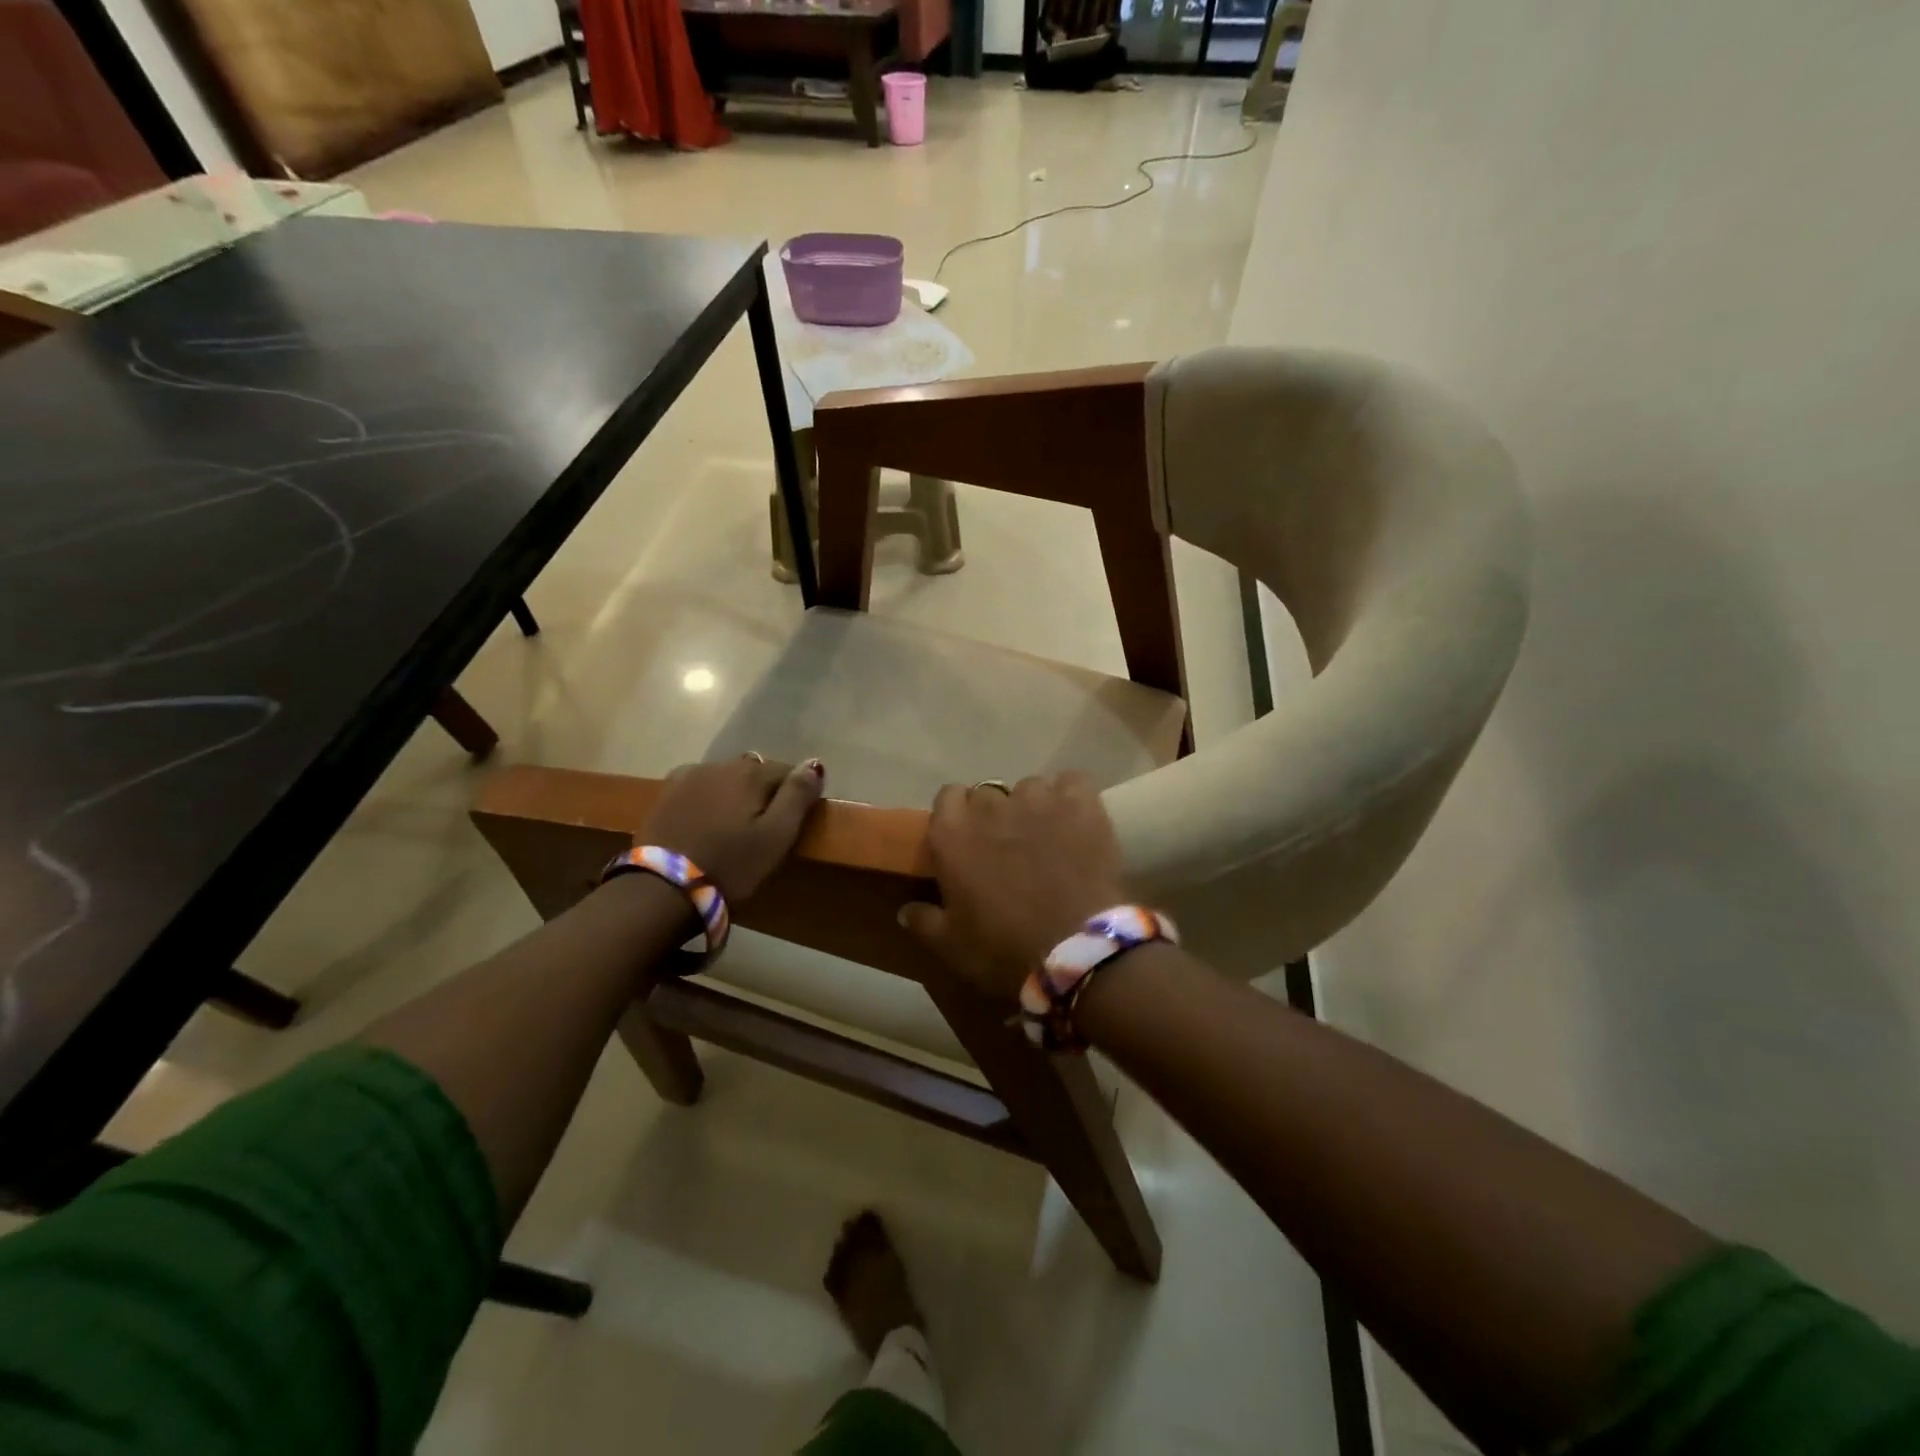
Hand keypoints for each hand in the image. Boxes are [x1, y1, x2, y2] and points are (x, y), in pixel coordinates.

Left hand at [641, 755, 825, 903]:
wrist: (660, 890)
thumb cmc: (730, 866)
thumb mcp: (776, 837)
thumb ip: (797, 796)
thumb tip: (814, 763)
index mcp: (750, 773)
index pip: (786, 771)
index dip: (795, 793)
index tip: (794, 821)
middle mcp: (719, 765)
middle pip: (754, 771)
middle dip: (764, 791)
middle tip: (764, 828)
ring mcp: (687, 777)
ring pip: (724, 777)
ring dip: (734, 793)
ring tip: (733, 826)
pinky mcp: (664, 795)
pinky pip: (697, 787)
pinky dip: (707, 797)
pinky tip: (705, 821)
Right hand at [898, 773, 1127, 998]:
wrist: (1076, 951)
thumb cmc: (1003, 949)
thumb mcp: (951, 945)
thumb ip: (924, 921)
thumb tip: (905, 910)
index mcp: (952, 832)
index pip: (948, 797)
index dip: (959, 817)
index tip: (968, 841)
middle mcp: (990, 805)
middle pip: (988, 794)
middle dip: (995, 816)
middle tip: (1008, 848)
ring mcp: (1037, 799)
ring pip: (1030, 789)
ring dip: (1033, 808)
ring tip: (1047, 838)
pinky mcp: (1080, 803)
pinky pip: (1072, 782)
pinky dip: (1072, 798)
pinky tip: (1077, 822)